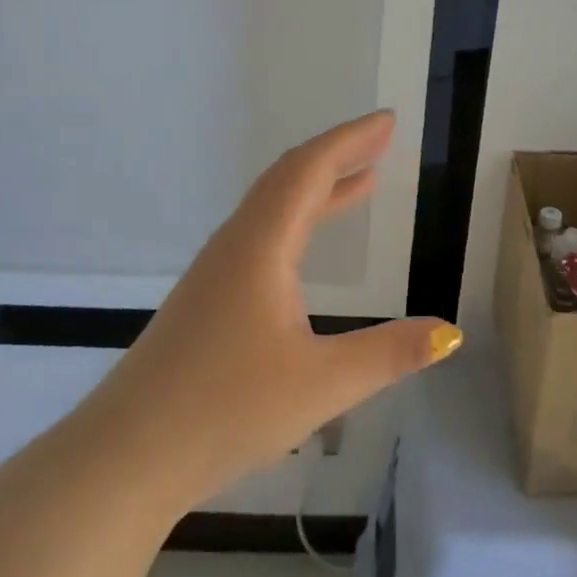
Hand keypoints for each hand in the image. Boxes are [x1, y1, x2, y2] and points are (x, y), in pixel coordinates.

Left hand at [88, 110, 462, 519]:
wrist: (126, 455)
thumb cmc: (224, 410)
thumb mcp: (321, 384)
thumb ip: (389, 354)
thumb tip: (451, 333)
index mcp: (261, 246)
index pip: (310, 170)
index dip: (351, 140)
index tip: (388, 121)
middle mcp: (236, 244)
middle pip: (289, 177)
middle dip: (338, 154)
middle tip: (381, 140)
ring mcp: (216, 271)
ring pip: (272, 206)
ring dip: (317, 186)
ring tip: (361, 180)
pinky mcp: (207, 298)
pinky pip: (261, 234)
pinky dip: (297, 219)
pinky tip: (308, 247)